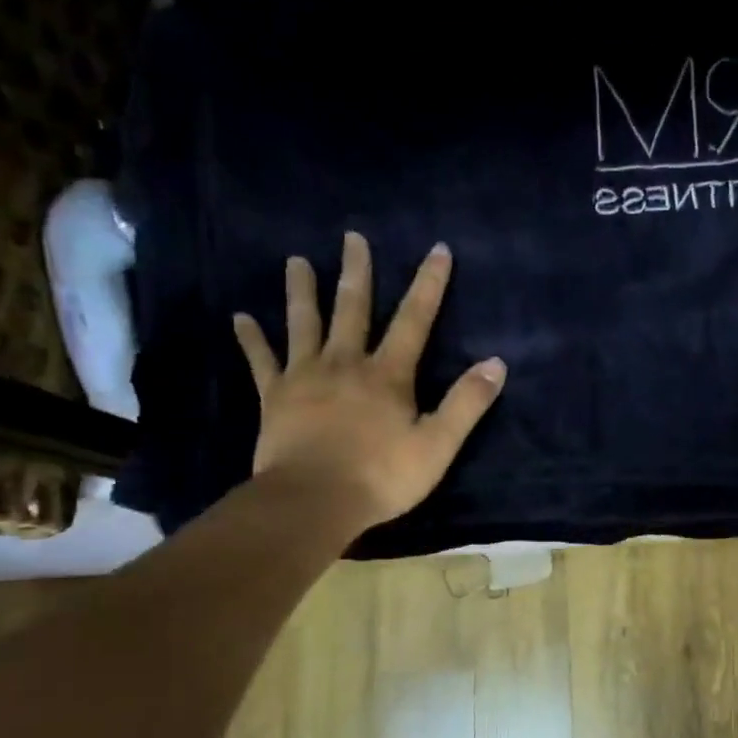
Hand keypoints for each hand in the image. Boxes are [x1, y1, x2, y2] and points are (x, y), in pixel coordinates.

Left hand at [232, 233, 504, 532]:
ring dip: (301, 291)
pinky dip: (251, 339)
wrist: (313, 501)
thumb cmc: (381, 476)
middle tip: (352, 237)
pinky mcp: (274, 397)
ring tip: (296, 261)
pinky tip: (240, 317)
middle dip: (357, 272)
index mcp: (388, 374)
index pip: (415, 320)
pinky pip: (261, 361)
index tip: (438, 249)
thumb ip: (467, 403)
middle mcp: (346, 364)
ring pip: (304, 324)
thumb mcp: (438, 444)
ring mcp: (305, 377)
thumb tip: (497, 363)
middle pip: (353, 309)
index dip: (429, 284)